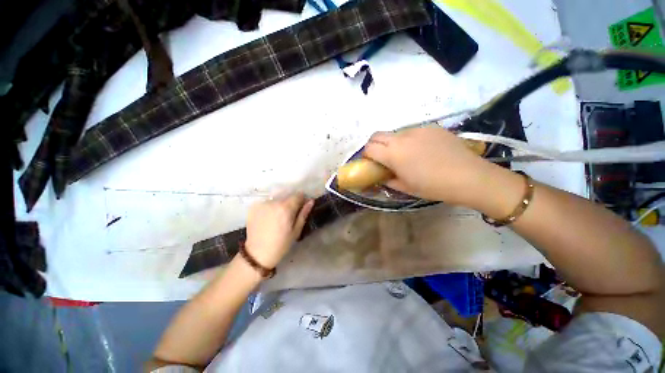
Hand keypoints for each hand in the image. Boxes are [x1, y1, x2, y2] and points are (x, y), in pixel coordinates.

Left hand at [244, 192, 314, 268]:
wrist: (257, 253)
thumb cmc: (281, 244)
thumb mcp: (296, 230)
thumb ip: (303, 213)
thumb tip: (311, 201)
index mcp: (285, 208)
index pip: (298, 195)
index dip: (302, 199)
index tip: (302, 206)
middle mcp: (273, 202)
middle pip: (287, 195)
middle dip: (291, 202)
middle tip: (290, 214)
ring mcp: (262, 203)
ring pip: (277, 198)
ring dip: (280, 203)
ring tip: (278, 216)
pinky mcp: (253, 206)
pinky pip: (266, 201)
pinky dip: (270, 206)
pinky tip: (269, 216)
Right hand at [363, 126, 496, 207]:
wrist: (469, 177)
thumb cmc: (433, 186)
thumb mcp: (405, 188)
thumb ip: (388, 180)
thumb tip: (380, 175)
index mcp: (393, 154)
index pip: (369, 148)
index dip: (366, 155)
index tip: (371, 162)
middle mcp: (401, 137)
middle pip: (377, 135)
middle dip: (374, 145)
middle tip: (382, 157)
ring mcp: (417, 130)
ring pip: (395, 133)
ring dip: (392, 142)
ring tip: (405, 154)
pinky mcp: (431, 127)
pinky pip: (412, 131)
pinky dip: (409, 140)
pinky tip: (422, 150)